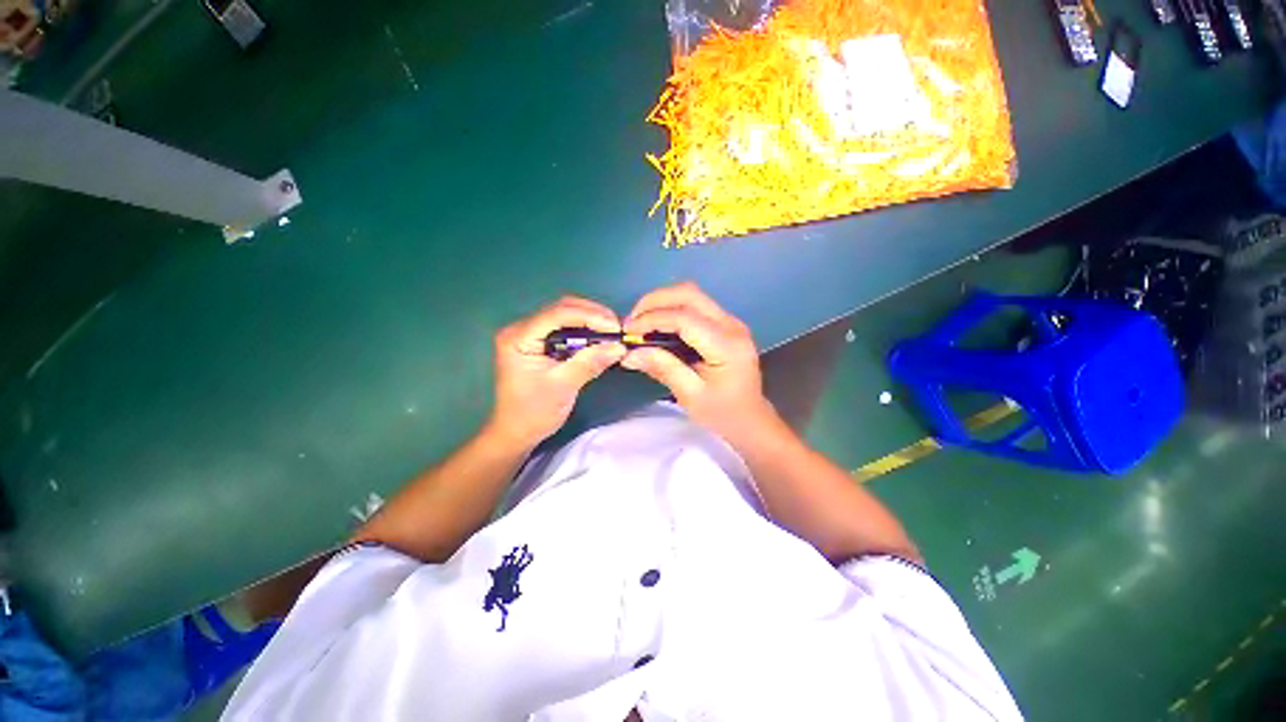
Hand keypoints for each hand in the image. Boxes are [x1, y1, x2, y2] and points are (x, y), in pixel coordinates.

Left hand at [488, 297, 625, 448]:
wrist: (516, 433)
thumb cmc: (534, 413)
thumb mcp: (563, 387)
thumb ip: (590, 363)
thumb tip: (619, 347)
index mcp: (518, 337)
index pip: (557, 314)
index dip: (589, 316)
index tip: (615, 328)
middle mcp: (521, 328)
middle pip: (561, 309)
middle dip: (592, 315)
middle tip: (617, 329)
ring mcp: (530, 334)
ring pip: (565, 315)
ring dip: (590, 320)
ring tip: (612, 333)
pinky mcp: (539, 342)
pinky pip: (565, 327)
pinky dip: (584, 330)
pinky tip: (599, 338)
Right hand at [621, 282, 777, 440]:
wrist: (750, 418)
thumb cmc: (723, 413)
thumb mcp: (691, 396)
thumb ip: (663, 369)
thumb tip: (630, 353)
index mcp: (727, 345)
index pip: (685, 318)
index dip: (652, 319)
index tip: (627, 331)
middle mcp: (731, 325)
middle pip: (689, 294)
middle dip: (654, 301)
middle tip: (632, 322)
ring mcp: (730, 321)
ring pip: (691, 295)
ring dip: (661, 302)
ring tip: (640, 323)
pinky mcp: (724, 323)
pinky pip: (694, 305)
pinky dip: (670, 309)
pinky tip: (657, 326)